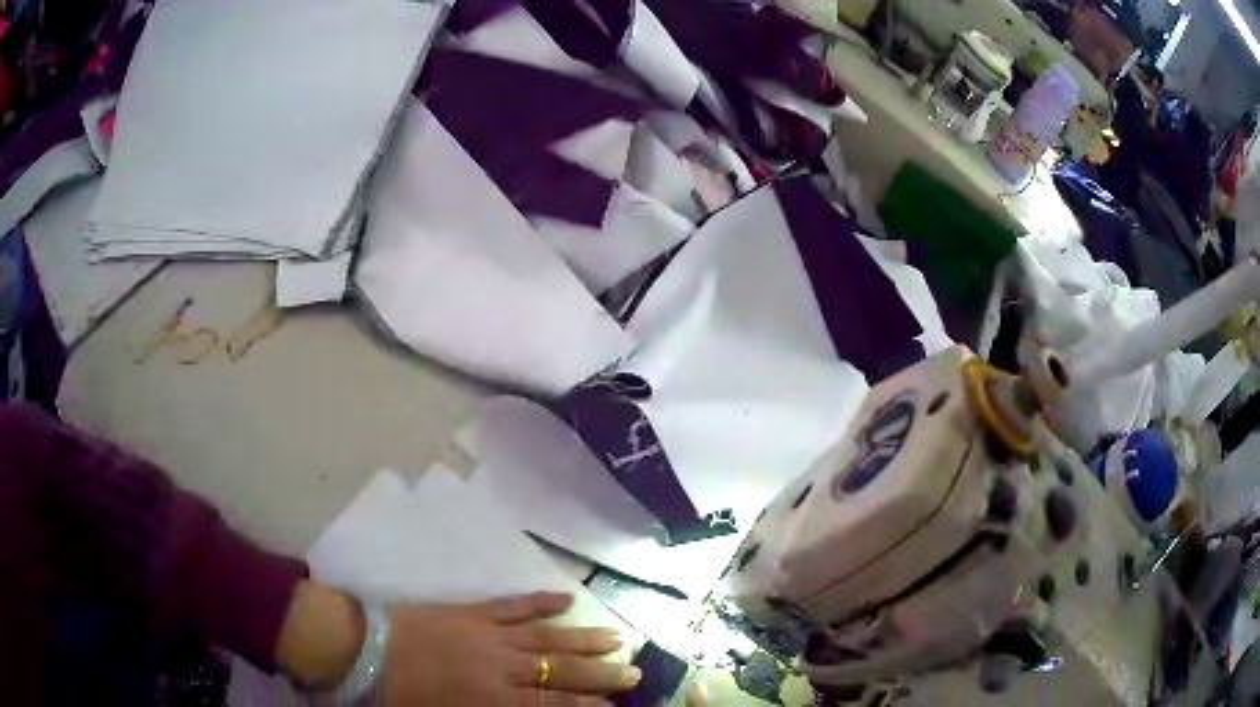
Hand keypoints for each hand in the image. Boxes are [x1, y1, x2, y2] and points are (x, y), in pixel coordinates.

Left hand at [384, 591, 640, 704]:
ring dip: (583, 638)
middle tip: (634, 670)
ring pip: (546, 637)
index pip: (554, 703)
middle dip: (600, 673)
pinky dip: (541, 601)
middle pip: (560, 671)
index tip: (616, 703)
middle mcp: (502, 666)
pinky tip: (566, 598)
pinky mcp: (473, 611)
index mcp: (494, 699)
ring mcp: (490, 634)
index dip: (587, 704)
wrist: (366, 650)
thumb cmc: (403, 696)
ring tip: (616, 637)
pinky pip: (514, 605)